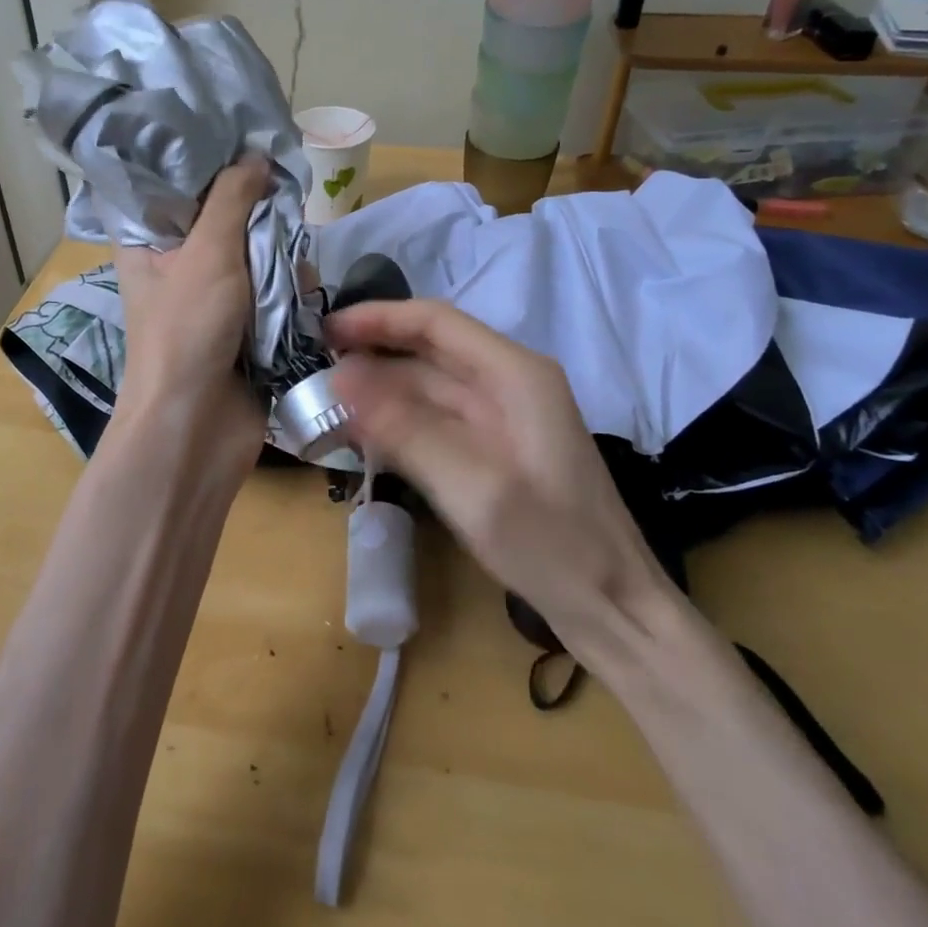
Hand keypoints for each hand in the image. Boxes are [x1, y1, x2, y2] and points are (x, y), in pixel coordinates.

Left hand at [111, 156, 270, 453]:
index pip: (171, 184)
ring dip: (280, 252)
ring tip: (294, 261)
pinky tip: (305, 288)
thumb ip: (232, 199)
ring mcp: (214, 295)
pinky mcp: (246, 322)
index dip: (204, 159)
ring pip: (256, 250)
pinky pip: (274, 287)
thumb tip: (256, 156)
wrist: (197, 426)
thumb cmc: (186, 332)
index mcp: (148, 242)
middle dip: (257, 209)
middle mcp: (178, 263)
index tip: (243, 135)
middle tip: (284, 195)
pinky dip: (291, 286)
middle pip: (223, 214)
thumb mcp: (207, 253)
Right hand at [328, 299, 674, 639]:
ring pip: (428, 385)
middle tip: (314, 365)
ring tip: (325, 400)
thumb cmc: (551, 545)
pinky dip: (397, 420)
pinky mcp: (494, 448)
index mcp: (515, 374)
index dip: (377, 318)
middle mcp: (508, 383)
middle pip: (429, 349)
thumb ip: (405, 428)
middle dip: (372, 352)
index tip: (325, 331)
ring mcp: (502, 417)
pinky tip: (361, 433)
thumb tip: (341, 376)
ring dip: (380, 389)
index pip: (435, 322)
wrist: (613, 608)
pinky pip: (435, 419)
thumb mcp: (473, 487)